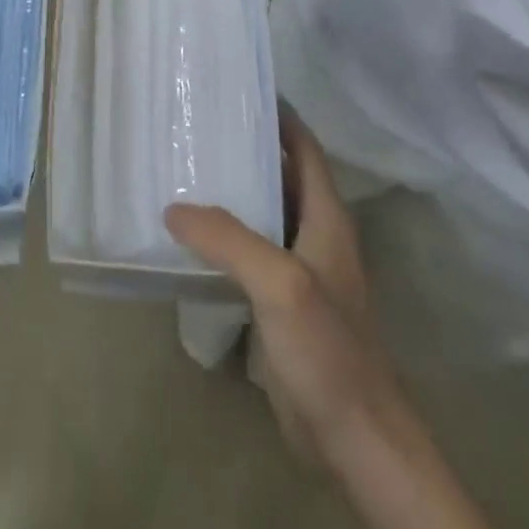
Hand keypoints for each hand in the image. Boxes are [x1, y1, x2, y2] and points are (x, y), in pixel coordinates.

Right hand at [166, 105, 393, 467]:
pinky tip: (191, 233)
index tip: (239, 89)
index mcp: (326, 217)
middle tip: (196, 125)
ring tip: (184, 168)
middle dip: (245, 147)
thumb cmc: (328, 348)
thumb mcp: (278, 282)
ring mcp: (300, 270)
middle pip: (280, 175)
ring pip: (263, 213)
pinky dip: (225, 235)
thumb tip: (173, 207)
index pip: (304, 148)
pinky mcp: (282, 304)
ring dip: (232, 191)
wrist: (355, 439)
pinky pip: (250, 253)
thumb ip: (227, 238)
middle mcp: (315, 234)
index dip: (279, 116)